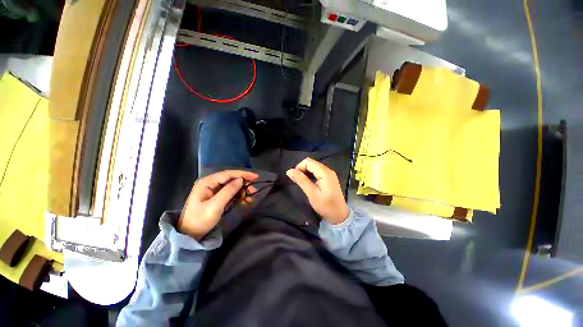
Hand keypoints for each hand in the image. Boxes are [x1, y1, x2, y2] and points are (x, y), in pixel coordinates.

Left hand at [178, 170, 257, 239]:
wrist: (189, 235)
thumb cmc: (200, 220)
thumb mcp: (215, 206)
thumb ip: (228, 191)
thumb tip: (241, 180)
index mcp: (207, 182)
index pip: (228, 174)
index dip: (243, 174)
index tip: (256, 177)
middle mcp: (210, 183)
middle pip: (231, 179)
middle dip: (243, 183)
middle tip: (254, 189)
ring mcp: (213, 191)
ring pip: (232, 186)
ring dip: (242, 190)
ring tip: (251, 196)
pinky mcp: (216, 198)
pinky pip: (230, 194)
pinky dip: (238, 196)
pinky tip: (245, 200)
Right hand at [286, 157, 349, 224]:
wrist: (339, 215)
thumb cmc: (325, 206)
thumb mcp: (312, 193)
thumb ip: (301, 180)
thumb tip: (289, 171)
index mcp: (325, 172)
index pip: (308, 161)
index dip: (299, 167)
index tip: (295, 178)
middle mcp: (328, 170)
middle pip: (311, 163)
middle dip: (302, 169)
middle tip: (298, 182)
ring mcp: (329, 173)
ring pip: (313, 166)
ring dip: (306, 172)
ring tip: (303, 183)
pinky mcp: (329, 177)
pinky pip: (317, 171)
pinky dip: (311, 175)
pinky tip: (309, 183)